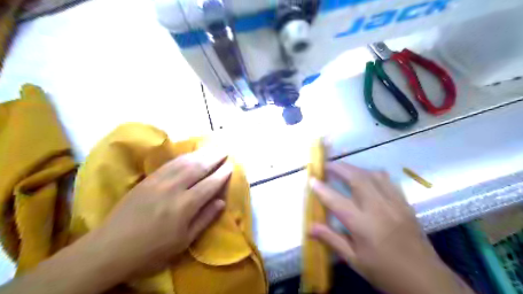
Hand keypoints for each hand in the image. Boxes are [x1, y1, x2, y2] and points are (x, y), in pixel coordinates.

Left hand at [77, 148, 229, 280]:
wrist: (110, 248)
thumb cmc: (152, 250)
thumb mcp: (184, 242)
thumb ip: (205, 219)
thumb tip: (221, 201)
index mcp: (185, 206)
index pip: (210, 184)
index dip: (222, 174)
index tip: (231, 165)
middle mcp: (174, 188)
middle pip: (199, 167)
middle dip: (214, 158)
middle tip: (225, 151)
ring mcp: (159, 181)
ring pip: (185, 162)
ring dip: (201, 153)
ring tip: (212, 148)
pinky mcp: (148, 179)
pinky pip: (170, 163)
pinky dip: (184, 156)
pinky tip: (190, 154)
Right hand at [308, 163, 476, 293]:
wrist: (426, 279)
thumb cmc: (385, 271)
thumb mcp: (355, 260)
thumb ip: (332, 240)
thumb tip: (310, 227)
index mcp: (363, 225)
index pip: (336, 201)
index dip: (321, 188)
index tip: (311, 179)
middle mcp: (378, 209)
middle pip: (356, 178)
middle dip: (339, 168)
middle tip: (327, 165)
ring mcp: (394, 203)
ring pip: (372, 175)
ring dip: (355, 168)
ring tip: (344, 169)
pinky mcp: (404, 203)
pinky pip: (388, 180)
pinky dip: (373, 174)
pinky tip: (368, 177)